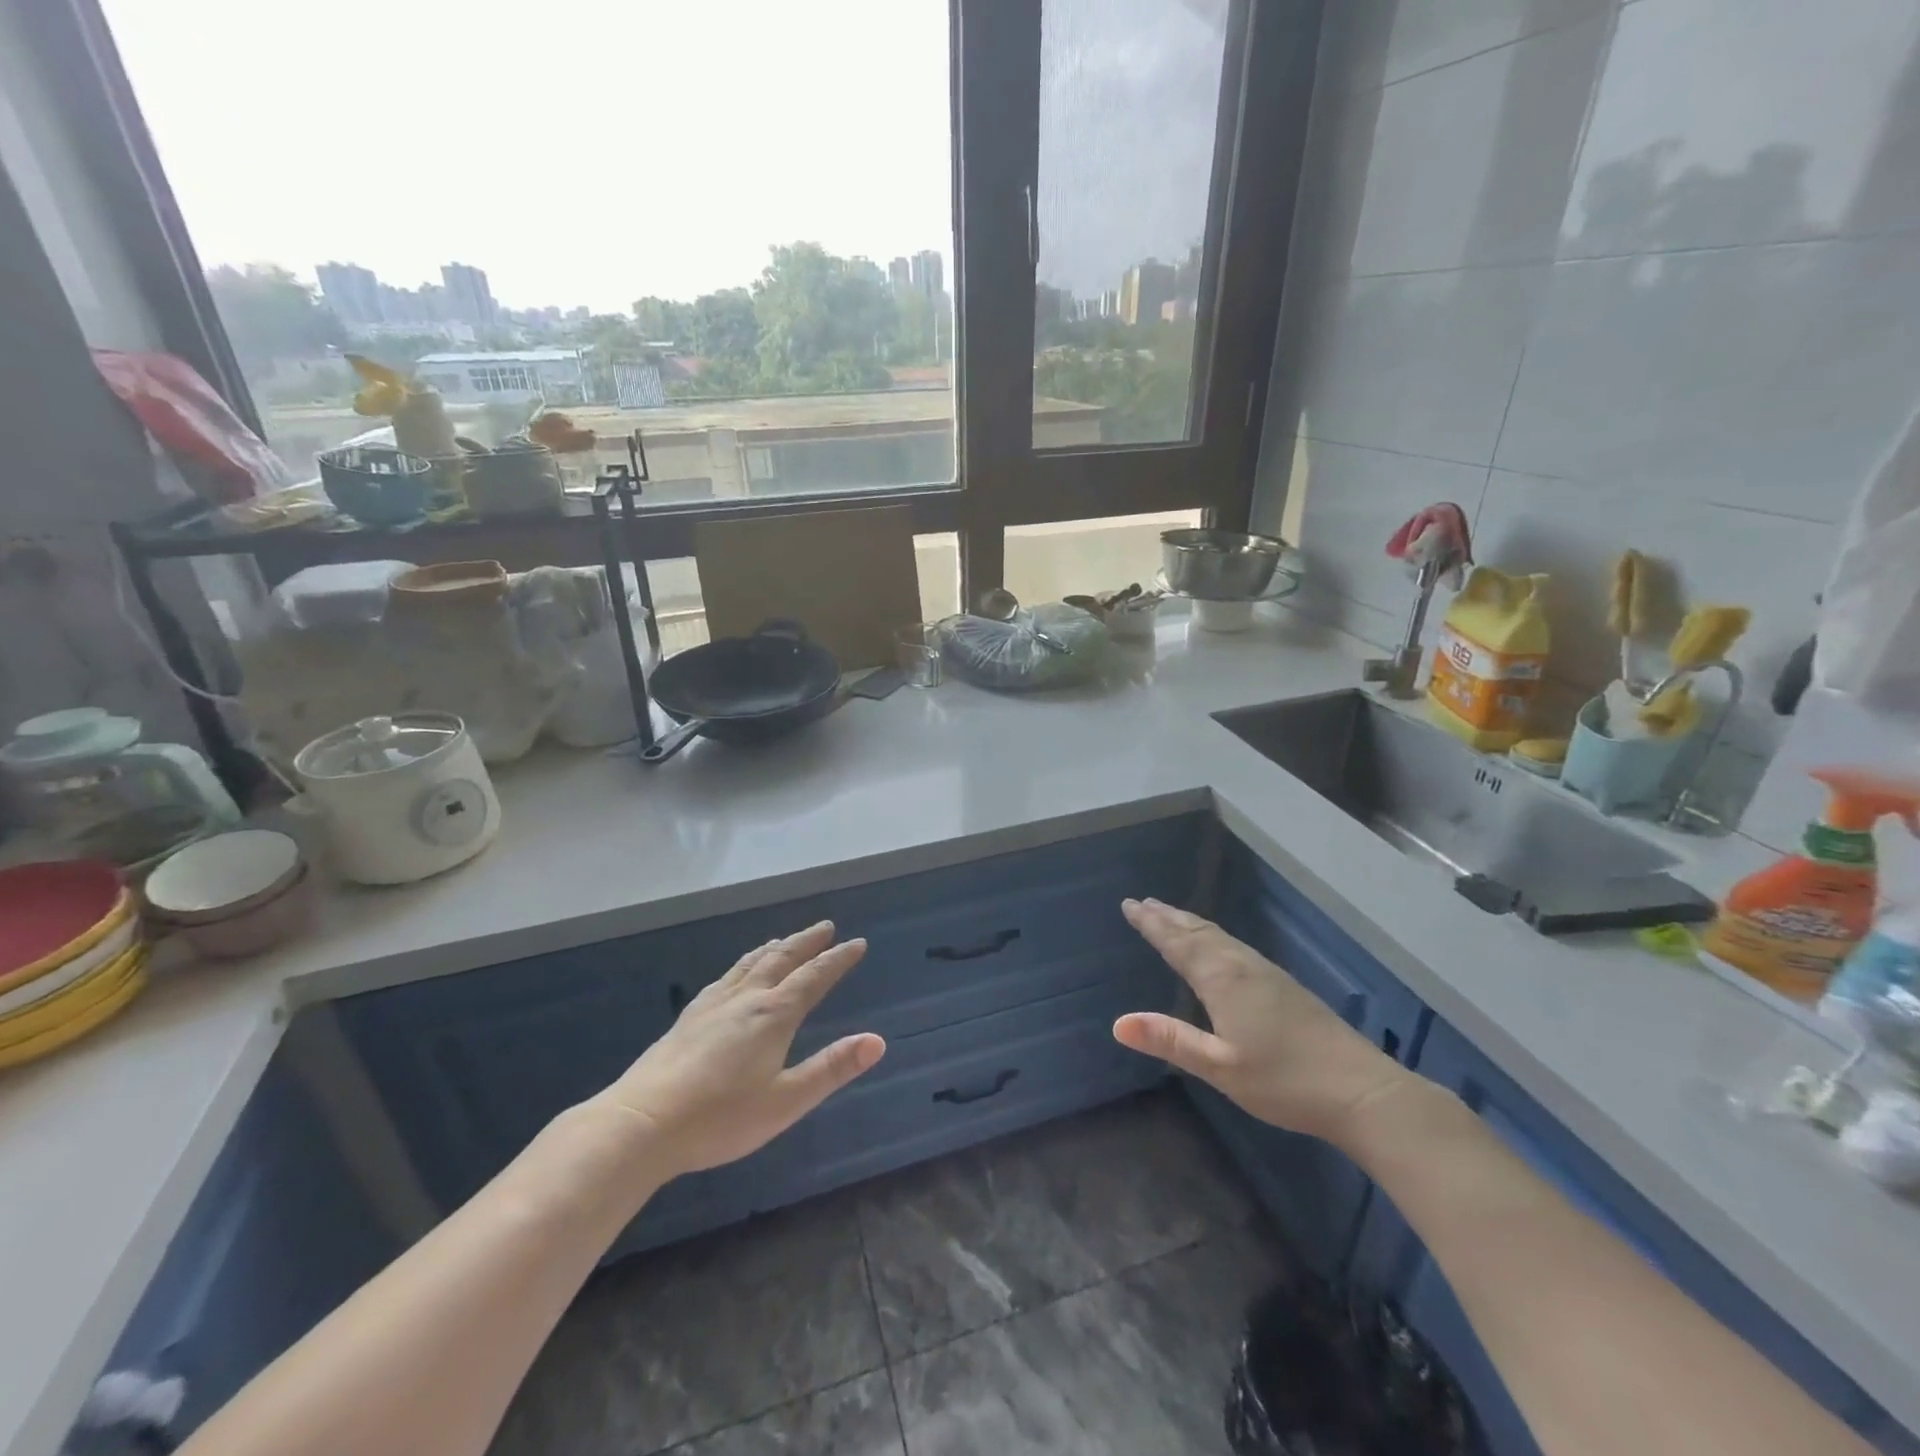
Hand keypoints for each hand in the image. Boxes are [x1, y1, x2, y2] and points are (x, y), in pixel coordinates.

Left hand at [587, 922, 885, 1179]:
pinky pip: (726, 976)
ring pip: (751, 964)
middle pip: (782, 959)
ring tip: (785, 939)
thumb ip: (832, 1068)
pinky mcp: (689, 1017)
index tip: (857, 943)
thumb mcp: (787, 1100)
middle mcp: (746, 998)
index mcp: (774, 1015)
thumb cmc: (721, 1117)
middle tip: (826, 926)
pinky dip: (744, 963)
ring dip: (775, 948)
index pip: (814, 976)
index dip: (838, 959)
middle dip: (807, 942)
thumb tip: (877, 1040)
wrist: (642, 1123)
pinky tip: (736, 974)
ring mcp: (714, 1005)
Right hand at [1112, 898, 1411, 1146]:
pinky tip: (1217, 946)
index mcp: (1222, 979)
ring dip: (1190, 923)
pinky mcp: (1283, 984)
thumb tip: (1118, 1023)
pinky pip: (1234, 945)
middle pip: (1198, 932)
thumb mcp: (1220, 1068)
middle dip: (1168, 916)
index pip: (1178, 943)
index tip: (1129, 905)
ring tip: (1171, 915)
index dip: (1152, 925)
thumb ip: (1170, 1041)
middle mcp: (1242, 965)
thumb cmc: (1284, 1082)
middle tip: (1143, 902)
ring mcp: (1266, 972)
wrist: (1361, 1090)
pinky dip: (1212, 935)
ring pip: (1219, 936)